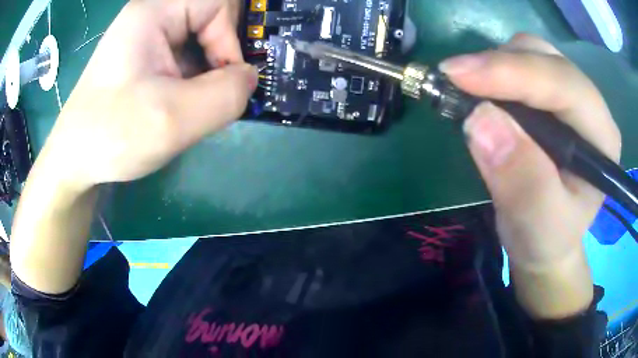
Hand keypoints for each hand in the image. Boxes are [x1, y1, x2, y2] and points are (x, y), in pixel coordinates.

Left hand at [43, 0, 257, 189]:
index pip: (218, 3)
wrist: (75, 160)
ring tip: (191, 106)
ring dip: (206, 73)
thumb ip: (226, 94)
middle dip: (218, 58)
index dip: (230, 38)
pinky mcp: (145, 55)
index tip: (222, 81)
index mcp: (154, 12)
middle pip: (211, 20)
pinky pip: (185, 56)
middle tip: (209, 96)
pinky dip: (193, 80)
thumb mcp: (174, 119)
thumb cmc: (112, 136)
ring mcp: (147, 35)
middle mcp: (152, 14)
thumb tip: (249, 77)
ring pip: (200, 40)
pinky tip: (179, 105)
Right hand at [440, 34, 620, 317]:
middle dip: (501, 65)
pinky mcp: (551, 96)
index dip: (513, 72)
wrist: (545, 241)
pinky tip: (484, 93)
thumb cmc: (547, 239)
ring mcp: (570, 97)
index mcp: (602, 138)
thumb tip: (480, 119)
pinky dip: (495, 71)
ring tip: (470, 92)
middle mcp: (590, 107)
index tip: (456, 74)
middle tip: (458, 84)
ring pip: (531, 53)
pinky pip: (520, 63)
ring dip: (496, 65)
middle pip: (546, 58)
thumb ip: (521, 181)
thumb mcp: (537, 226)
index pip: (564, 85)